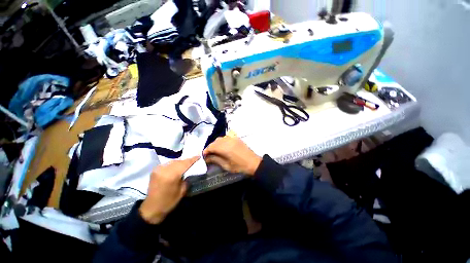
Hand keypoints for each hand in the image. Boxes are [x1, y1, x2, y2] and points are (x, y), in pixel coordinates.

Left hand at [139, 156, 198, 223]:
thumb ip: (186, 178)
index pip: (185, 163)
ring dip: (181, 162)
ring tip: (187, 163)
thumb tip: (190, 170)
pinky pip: (168, 164)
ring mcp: (159, 169)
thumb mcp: (182, 191)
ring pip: (173, 161)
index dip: (193, 159)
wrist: (151, 208)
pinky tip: (177, 167)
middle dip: (187, 160)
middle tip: (194, 160)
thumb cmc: (169, 202)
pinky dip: (174, 164)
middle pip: (179, 161)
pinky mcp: (155, 170)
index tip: (199, 156)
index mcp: (172, 175)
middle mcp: (164, 169)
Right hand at [203, 136, 261, 175]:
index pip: (211, 147)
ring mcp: (233, 138)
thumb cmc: (240, 166)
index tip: (204, 156)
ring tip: (215, 151)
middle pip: (215, 142)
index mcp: (225, 148)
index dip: (206, 151)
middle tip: (209, 154)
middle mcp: (228, 141)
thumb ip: (215, 160)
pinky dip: (222, 141)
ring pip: (220, 139)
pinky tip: (223, 146)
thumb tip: (206, 158)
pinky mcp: (236, 138)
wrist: (253, 162)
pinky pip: (226, 137)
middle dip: (210, 147)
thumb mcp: (226, 165)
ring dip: (216, 144)